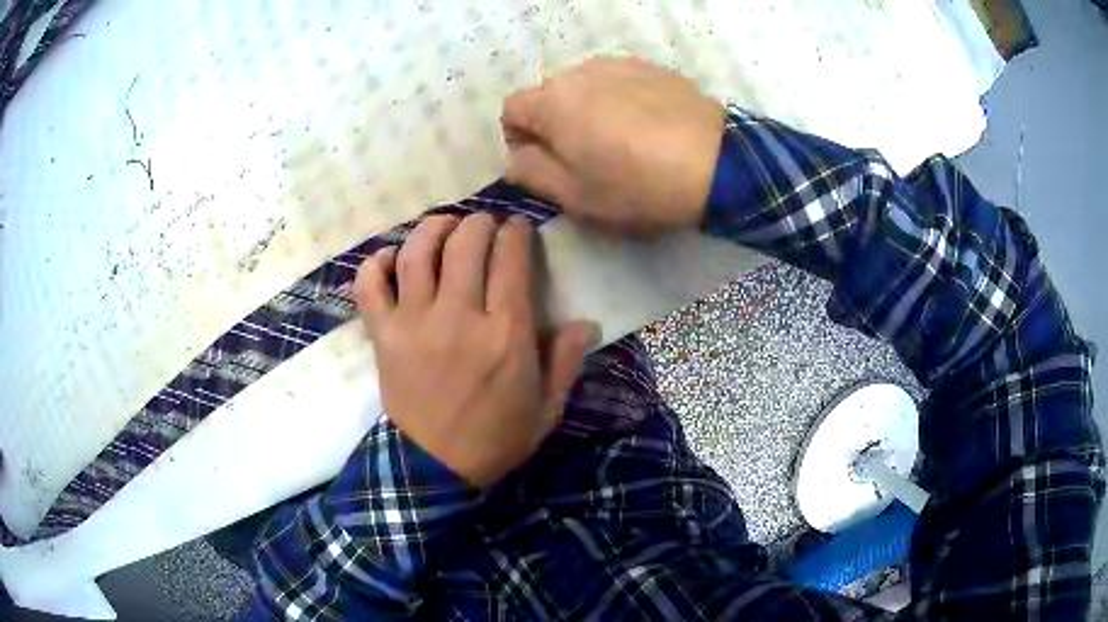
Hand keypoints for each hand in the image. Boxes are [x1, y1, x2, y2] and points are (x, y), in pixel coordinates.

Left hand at [353, 214, 596, 487]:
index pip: (511, 258)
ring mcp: (414, 323)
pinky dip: (376, 264)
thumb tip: (586, 322)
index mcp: (505, 334)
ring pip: (418, 253)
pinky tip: (391, 259)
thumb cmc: (496, 437)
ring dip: (433, 228)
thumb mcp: (546, 408)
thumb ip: (565, 361)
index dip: (516, 232)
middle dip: (479, 223)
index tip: (517, 229)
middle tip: (484, 225)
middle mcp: (458, 317)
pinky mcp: (383, 335)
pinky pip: (370, 286)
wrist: (436, 467)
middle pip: (466, 243)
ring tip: (444, 226)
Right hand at [501, 56, 725, 234]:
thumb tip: (516, 156)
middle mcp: (581, 72)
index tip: (544, 164)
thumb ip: (530, 173)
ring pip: (585, 87)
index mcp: (553, 102)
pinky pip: (620, 83)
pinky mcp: (654, 68)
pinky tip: (648, 128)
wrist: (717, 163)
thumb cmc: (637, 185)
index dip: (518, 138)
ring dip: (588, 111)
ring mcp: (621, 64)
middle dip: (554, 124)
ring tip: (621, 142)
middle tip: (585, 158)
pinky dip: (620, 101)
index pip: (511, 109)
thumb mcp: (575, 195)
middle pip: (549, 95)